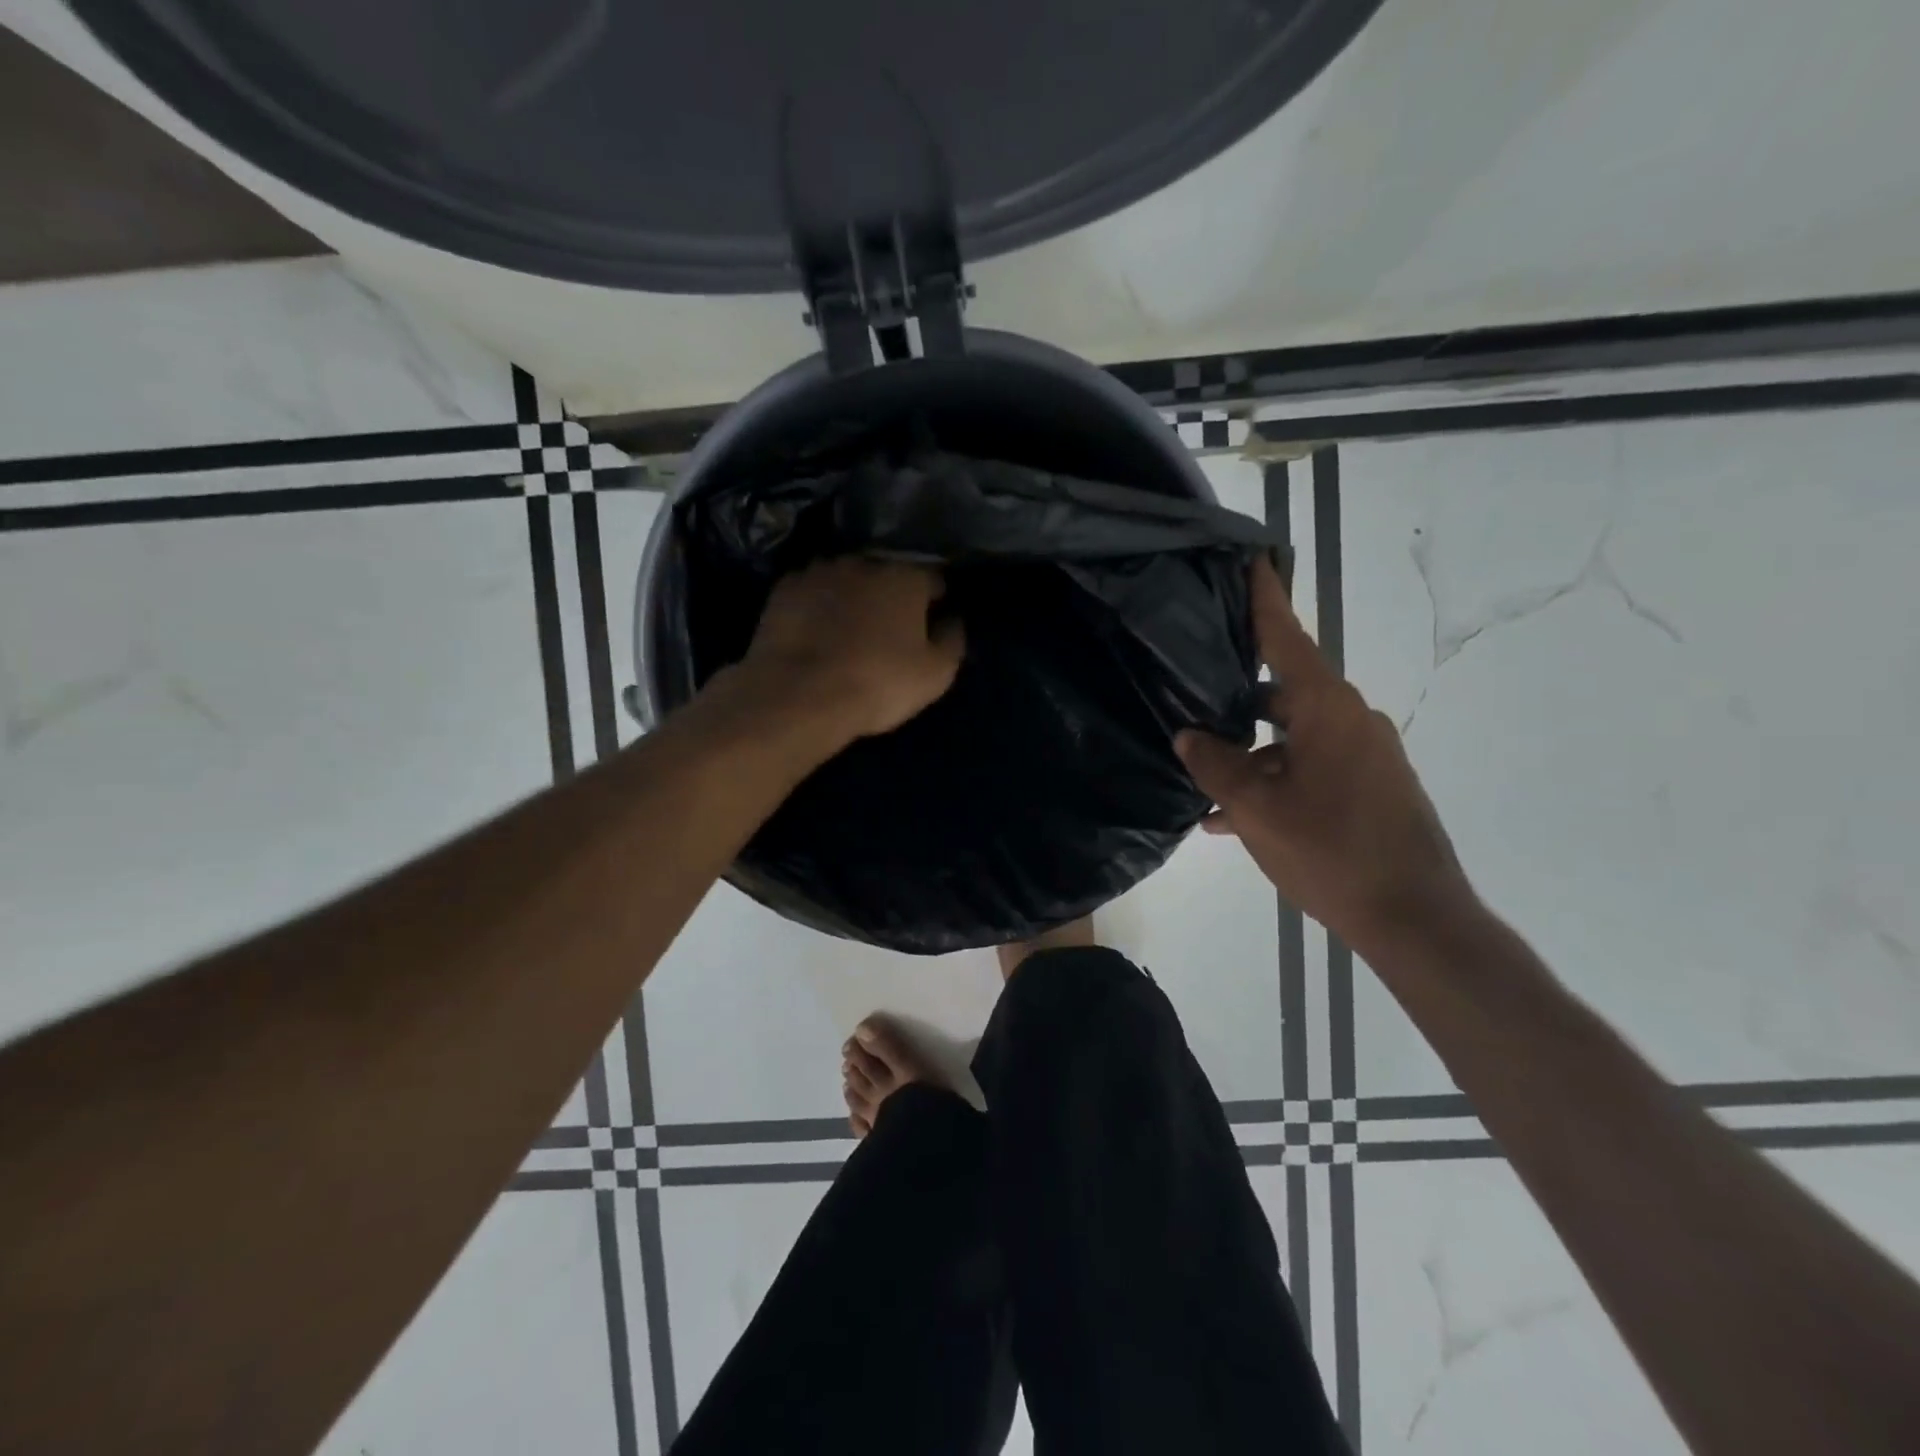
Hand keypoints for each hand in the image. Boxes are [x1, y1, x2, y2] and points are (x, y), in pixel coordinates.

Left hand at [736, 556, 964, 742]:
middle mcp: (863, 561)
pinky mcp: (783, 589)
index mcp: (906, 576)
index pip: (933, 579)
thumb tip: (952, 620)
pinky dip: (818, 606)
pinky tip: (816, 633)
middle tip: (889, 630)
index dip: (935, 601)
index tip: (931, 623)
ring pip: (847, 580)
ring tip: (849, 631)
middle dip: (890, 595)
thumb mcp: (935, 674)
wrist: (798, 695)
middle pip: (887, 574)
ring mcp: (819, 571)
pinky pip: (812, 593)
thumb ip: (952, 640)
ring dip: (852, 597)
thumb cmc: (878, 683)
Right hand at [1175, 556, 1477, 957]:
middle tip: (1193, 693)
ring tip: (1201, 776)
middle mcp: (1352, 721)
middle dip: (1237, 697)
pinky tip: (1231, 817)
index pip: (1287, 639)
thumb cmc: (1331, 852)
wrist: (1415, 919)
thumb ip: (1216, 765)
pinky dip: (1274, 780)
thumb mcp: (1257, 809)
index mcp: (1328, 710)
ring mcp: (1366, 755)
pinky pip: (1310, 767)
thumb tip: (1189, 736)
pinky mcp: (1371, 787)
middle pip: (1284, 690)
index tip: (1252, 559)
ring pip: (1292, 737)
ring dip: (1249, 753)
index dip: (1265, 600)